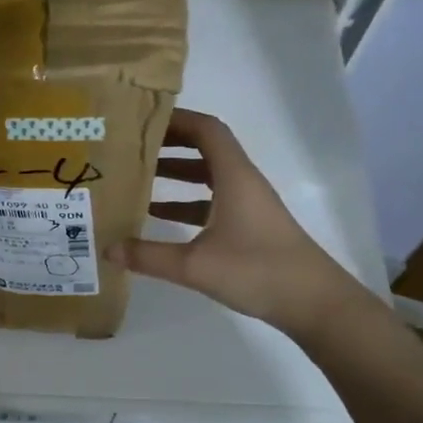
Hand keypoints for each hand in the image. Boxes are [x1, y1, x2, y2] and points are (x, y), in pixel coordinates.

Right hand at [121, 108, 359, 336]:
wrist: (315, 303)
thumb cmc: (258, 271)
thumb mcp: (195, 266)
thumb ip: (149, 256)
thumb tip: (107, 249)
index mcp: (234, 176)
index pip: (206, 129)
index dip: (176, 119)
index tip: (141, 121)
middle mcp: (242, 182)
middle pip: (205, 148)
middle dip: (169, 144)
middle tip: (132, 147)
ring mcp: (249, 204)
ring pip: (208, 176)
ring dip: (177, 173)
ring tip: (138, 178)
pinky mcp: (250, 225)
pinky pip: (213, 200)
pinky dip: (187, 202)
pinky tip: (160, 218)